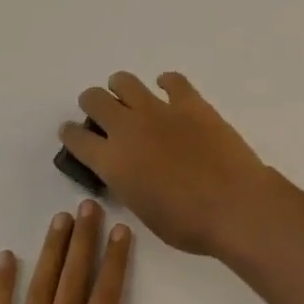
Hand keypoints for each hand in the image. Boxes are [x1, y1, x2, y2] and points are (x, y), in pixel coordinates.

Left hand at [0, 200, 159, 303]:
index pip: (106, 298)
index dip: (115, 261)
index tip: (121, 229)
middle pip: (73, 282)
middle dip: (84, 241)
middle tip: (88, 206)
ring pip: (40, 289)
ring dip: (52, 252)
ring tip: (60, 219)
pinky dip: (1, 285)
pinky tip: (6, 257)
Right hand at [59, 72, 278, 255]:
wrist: (232, 204)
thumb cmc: (187, 223)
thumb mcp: (143, 210)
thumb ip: (128, 183)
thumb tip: (129, 170)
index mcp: (112, 161)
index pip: (77, 139)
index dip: (71, 134)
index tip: (71, 132)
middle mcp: (128, 128)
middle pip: (95, 100)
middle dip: (92, 103)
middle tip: (100, 111)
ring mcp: (159, 110)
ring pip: (126, 82)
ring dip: (120, 86)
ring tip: (126, 94)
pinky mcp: (191, 102)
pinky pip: (172, 80)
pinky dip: (166, 82)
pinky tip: (167, 88)